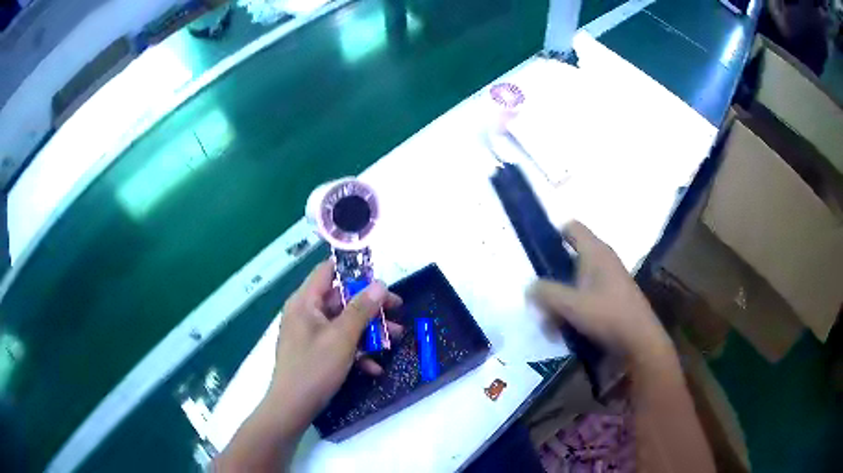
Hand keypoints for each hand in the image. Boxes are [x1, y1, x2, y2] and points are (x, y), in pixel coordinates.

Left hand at [265, 260, 402, 434]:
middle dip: (370, 306)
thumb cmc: (314, 368)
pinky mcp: (315, 352)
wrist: (292, 408)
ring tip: (395, 338)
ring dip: (369, 330)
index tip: (379, 279)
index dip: (353, 270)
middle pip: (341, 299)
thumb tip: (379, 284)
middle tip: (397, 311)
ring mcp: (310, 334)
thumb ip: (361, 309)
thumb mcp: (342, 338)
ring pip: (343, 323)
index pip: (328, 271)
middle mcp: (306, 313)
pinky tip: (374, 367)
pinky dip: (356, 351)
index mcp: (305, 302)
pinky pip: (338, 343)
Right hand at [528, 221, 668, 357]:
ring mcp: (608, 281)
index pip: (572, 228)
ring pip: (574, 283)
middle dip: (551, 281)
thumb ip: (546, 293)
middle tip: (539, 302)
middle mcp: (603, 261)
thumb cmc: (607, 316)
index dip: (553, 235)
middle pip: (568, 260)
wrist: (639, 342)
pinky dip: (572, 311)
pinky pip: (584, 298)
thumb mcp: (571, 304)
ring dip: (559, 302)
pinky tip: (564, 332)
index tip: (537, 256)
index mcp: (595, 252)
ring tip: (550, 326)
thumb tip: (529, 287)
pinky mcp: (611, 300)